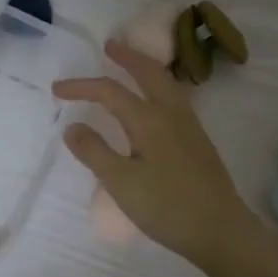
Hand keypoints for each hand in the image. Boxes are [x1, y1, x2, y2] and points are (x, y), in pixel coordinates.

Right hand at [53, 39, 257, 265]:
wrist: (220, 231)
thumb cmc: (166, 207)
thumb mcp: (120, 182)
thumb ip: (94, 152)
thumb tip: (73, 126)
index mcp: (150, 120)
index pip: (110, 91)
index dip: (82, 87)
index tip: (56, 89)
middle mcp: (172, 114)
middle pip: (150, 73)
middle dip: (128, 57)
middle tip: (110, 46)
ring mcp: (190, 127)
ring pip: (167, 84)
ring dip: (147, 69)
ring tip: (132, 65)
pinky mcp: (198, 142)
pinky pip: (175, 99)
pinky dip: (159, 87)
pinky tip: (155, 102)